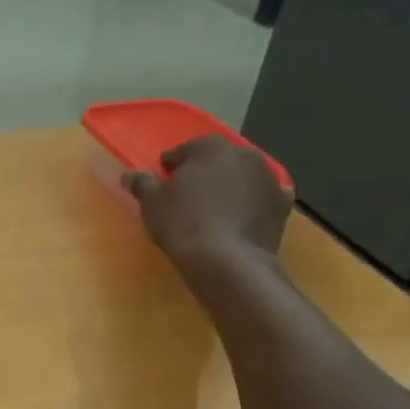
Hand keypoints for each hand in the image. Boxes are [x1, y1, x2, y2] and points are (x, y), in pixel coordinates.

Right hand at [125, 135, 292, 260]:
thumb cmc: (183, 224)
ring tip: (215, 210)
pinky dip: (254, 205)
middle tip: (189, 195)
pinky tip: (244, 218)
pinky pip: (263, 200)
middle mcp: (244, 154)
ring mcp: (268, 179)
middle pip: (218, 161)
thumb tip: (128, 174)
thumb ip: (141, 184)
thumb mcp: (152, 204)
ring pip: (243, 178)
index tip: (163, 180)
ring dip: (230, 187)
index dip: (171, 166)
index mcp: (210, 147)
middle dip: (204, 173)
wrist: (227, 261)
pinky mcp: (282, 205)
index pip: (185, 150)